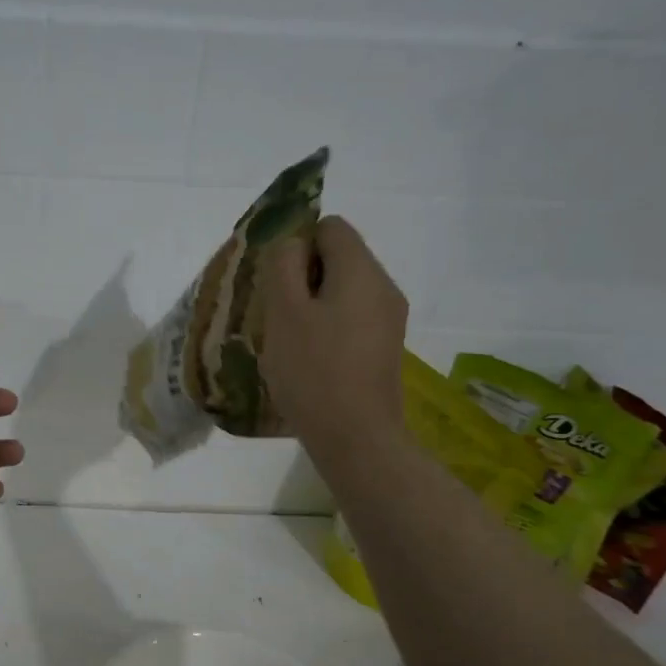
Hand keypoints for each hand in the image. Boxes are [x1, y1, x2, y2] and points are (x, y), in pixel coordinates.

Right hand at [259, 216, 408, 461]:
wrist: (356, 437)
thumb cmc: (313, 370)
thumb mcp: (284, 312)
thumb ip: (283, 266)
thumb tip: (291, 243)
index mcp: (361, 271)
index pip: (330, 227)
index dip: (297, 244)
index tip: (276, 282)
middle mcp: (383, 287)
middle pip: (339, 258)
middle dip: (302, 277)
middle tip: (277, 314)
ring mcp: (389, 320)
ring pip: (343, 291)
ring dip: (312, 305)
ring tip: (289, 340)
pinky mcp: (384, 348)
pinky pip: (351, 318)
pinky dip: (327, 327)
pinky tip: (309, 359)